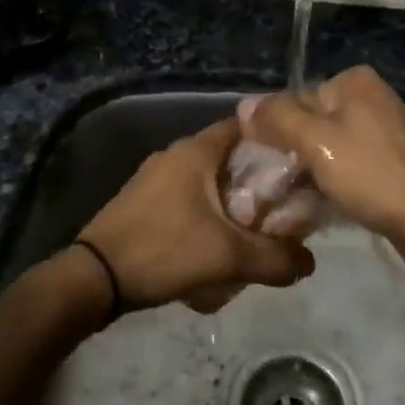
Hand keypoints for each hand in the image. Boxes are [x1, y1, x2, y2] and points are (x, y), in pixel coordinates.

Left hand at [79, 118, 314, 314]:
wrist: (94, 278)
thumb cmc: (164, 251)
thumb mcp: (229, 257)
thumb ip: (275, 259)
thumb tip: (310, 263)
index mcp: (196, 151)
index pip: (244, 127)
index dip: (274, 141)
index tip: (298, 164)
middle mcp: (174, 155)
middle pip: (228, 156)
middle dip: (256, 179)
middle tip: (282, 205)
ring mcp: (153, 177)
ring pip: (207, 179)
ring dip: (231, 199)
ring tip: (254, 228)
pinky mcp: (141, 200)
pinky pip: (186, 196)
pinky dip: (207, 211)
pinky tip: (215, 242)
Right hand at [238, 67, 404, 272]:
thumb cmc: (373, 174)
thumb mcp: (317, 141)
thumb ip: (278, 119)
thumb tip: (243, 104)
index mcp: (353, 83)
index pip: (294, 100)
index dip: (273, 134)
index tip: (259, 170)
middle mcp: (368, 100)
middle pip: (309, 126)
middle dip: (287, 159)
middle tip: (266, 194)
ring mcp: (380, 134)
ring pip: (325, 152)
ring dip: (303, 177)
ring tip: (282, 208)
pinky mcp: (386, 166)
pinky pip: (345, 170)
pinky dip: (326, 187)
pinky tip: (310, 211)